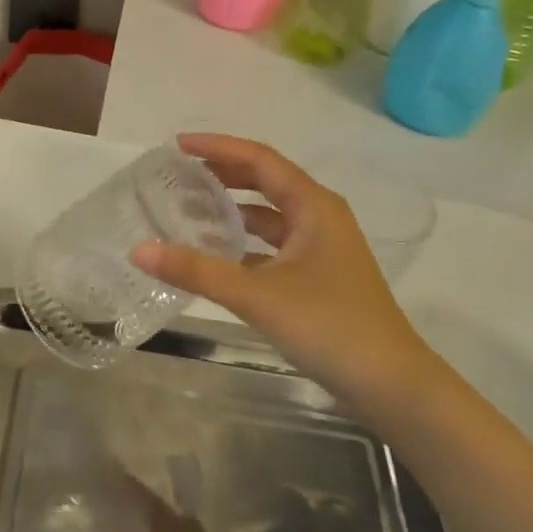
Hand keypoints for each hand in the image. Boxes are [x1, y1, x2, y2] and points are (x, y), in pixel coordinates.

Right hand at [131, 133, 438, 430]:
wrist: (393, 386)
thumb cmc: (330, 326)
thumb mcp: (257, 295)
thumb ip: (197, 271)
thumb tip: (139, 249)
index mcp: (314, 206)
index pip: (259, 159)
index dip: (218, 147)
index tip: (178, 144)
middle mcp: (320, 217)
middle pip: (266, 181)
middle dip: (223, 173)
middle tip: (180, 173)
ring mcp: (322, 248)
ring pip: (270, 215)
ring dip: (234, 208)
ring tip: (190, 208)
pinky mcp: (319, 276)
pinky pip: (274, 245)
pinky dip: (245, 242)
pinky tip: (217, 256)